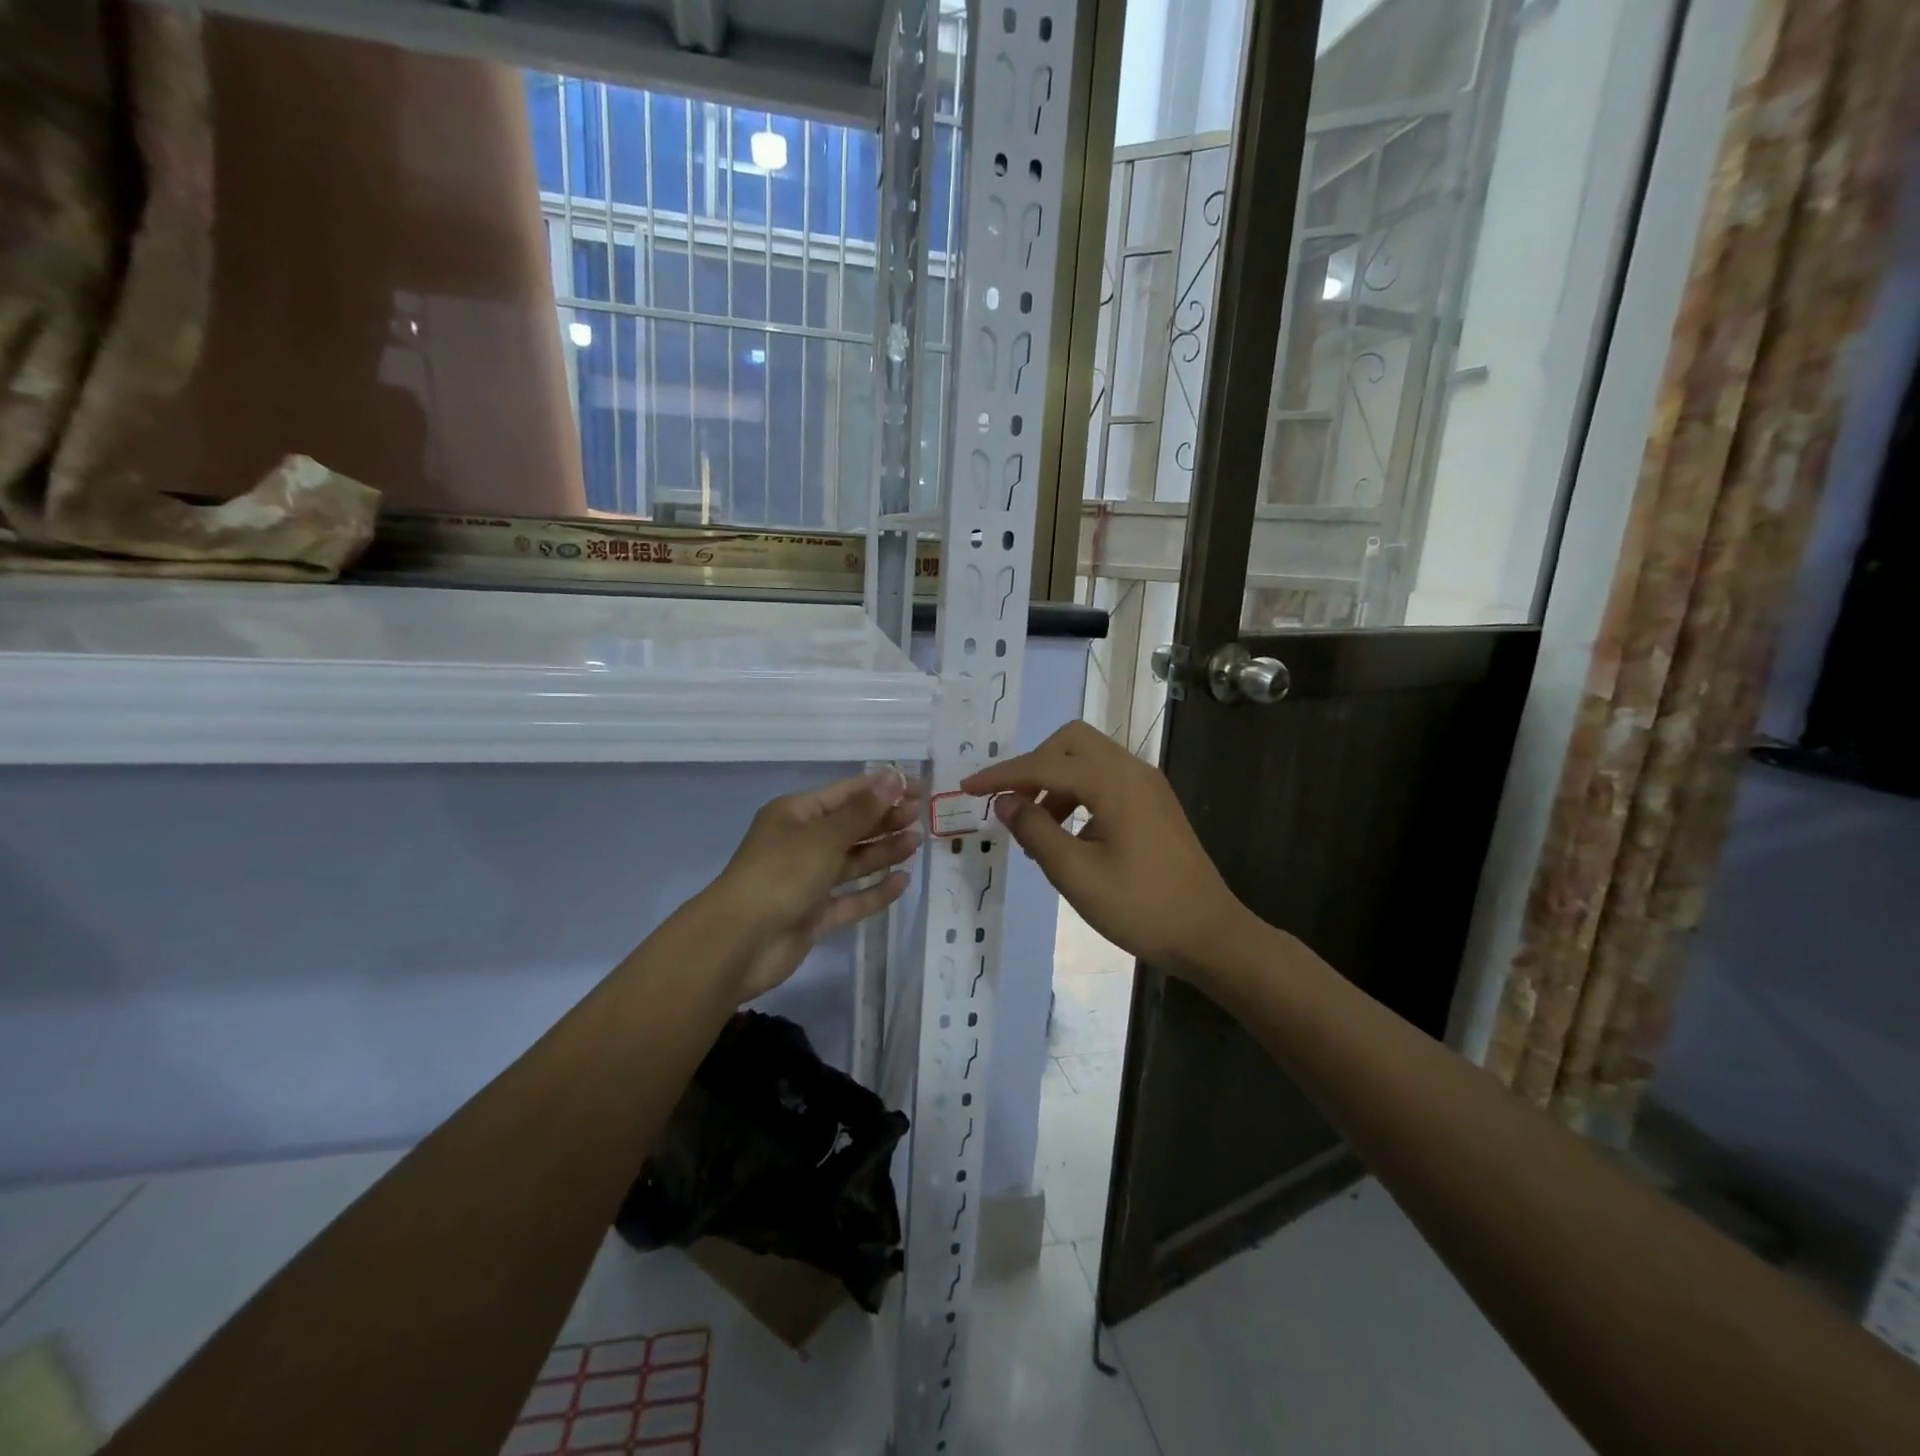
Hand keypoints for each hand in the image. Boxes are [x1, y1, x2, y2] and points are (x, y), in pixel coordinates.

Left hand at [704, 768, 923, 1002]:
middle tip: (921, 815)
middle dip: (884, 819)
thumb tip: (894, 778)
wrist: (741, 941)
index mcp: (795, 814)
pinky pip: (851, 898)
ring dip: (883, 851)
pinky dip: (875, 890)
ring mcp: (807, 881)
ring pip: (852, 862)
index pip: (845, 793)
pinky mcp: (814, 915)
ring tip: (916, 843)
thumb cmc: (782, 873)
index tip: (919, 788)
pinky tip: (903, 881)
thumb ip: (863, 811)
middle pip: (850, 827)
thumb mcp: (824, 836)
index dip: (882, 788)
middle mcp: (801, 844)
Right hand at [962, 721, 1247, 972]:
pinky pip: (1105, 778)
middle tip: (1012, 803)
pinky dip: (1077, 792)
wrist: (1210, 934)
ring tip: (1037, 827)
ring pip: (1088, 758)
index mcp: (1113, 783)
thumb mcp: (1076, 875)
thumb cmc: (1141, 908)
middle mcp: (1132, 770)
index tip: (966, 788)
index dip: (1001, 776)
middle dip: (1033, 765)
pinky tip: (1068, 832)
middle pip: (1070, 742)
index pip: (1044, 765)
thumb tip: (1004, 802)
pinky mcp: (1154, 802)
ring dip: (1055, 780)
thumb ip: (1035, 831)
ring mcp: (1147, 784)